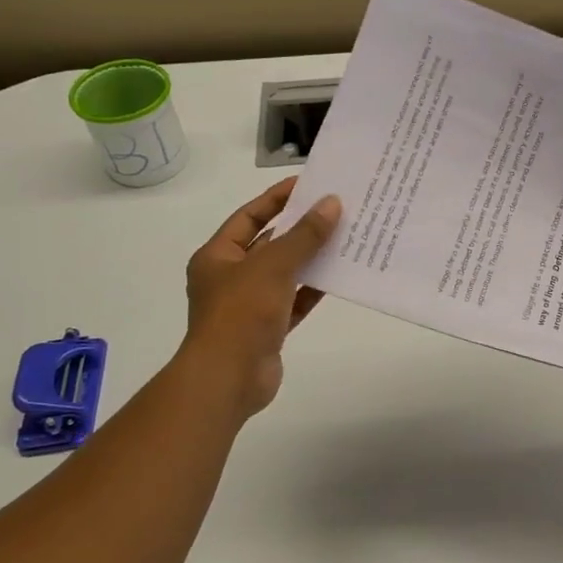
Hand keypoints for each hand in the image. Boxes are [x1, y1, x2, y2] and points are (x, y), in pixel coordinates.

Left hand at [181, 177, 340, 418]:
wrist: (229, 379)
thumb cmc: (241, 313)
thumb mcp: (273, 266)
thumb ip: (304, 235)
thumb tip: (331, 203)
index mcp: (218, 256)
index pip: (249, 216)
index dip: (277, 198)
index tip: (308, 184)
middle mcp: (230, 277)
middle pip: (269, 243)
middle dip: (299, 228)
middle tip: (333, 209)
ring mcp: (249, 305)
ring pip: (285, 273)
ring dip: (310, 258)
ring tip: (344, 237)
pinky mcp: (268, 328)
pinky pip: (294, 301)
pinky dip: (313, 289)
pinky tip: (339, 275)